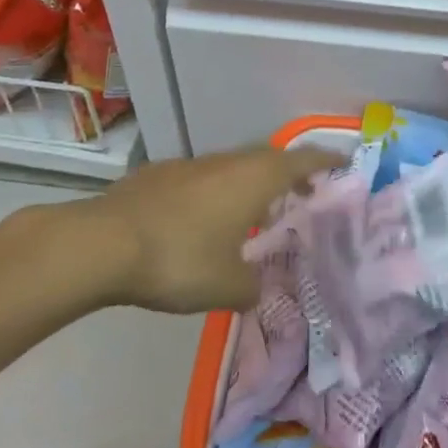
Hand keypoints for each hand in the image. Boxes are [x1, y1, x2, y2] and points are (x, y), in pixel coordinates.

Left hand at [84, 146, 342, 313]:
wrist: (104, 243)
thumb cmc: (179, 259)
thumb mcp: (227, 287)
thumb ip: (252, 287)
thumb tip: (256, 288)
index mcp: (254, 180)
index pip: (302, 161)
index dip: (325, 162)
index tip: (344, 164)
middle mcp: (227, 163)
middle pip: (269, 158)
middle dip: (290, 173)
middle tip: (303, 193)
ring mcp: (191, 165)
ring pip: (233, 167)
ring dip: (251, 183)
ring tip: (255, 212)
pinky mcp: (160, 175)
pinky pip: (202, 178)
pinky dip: (216, 192)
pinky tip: (203, 221)